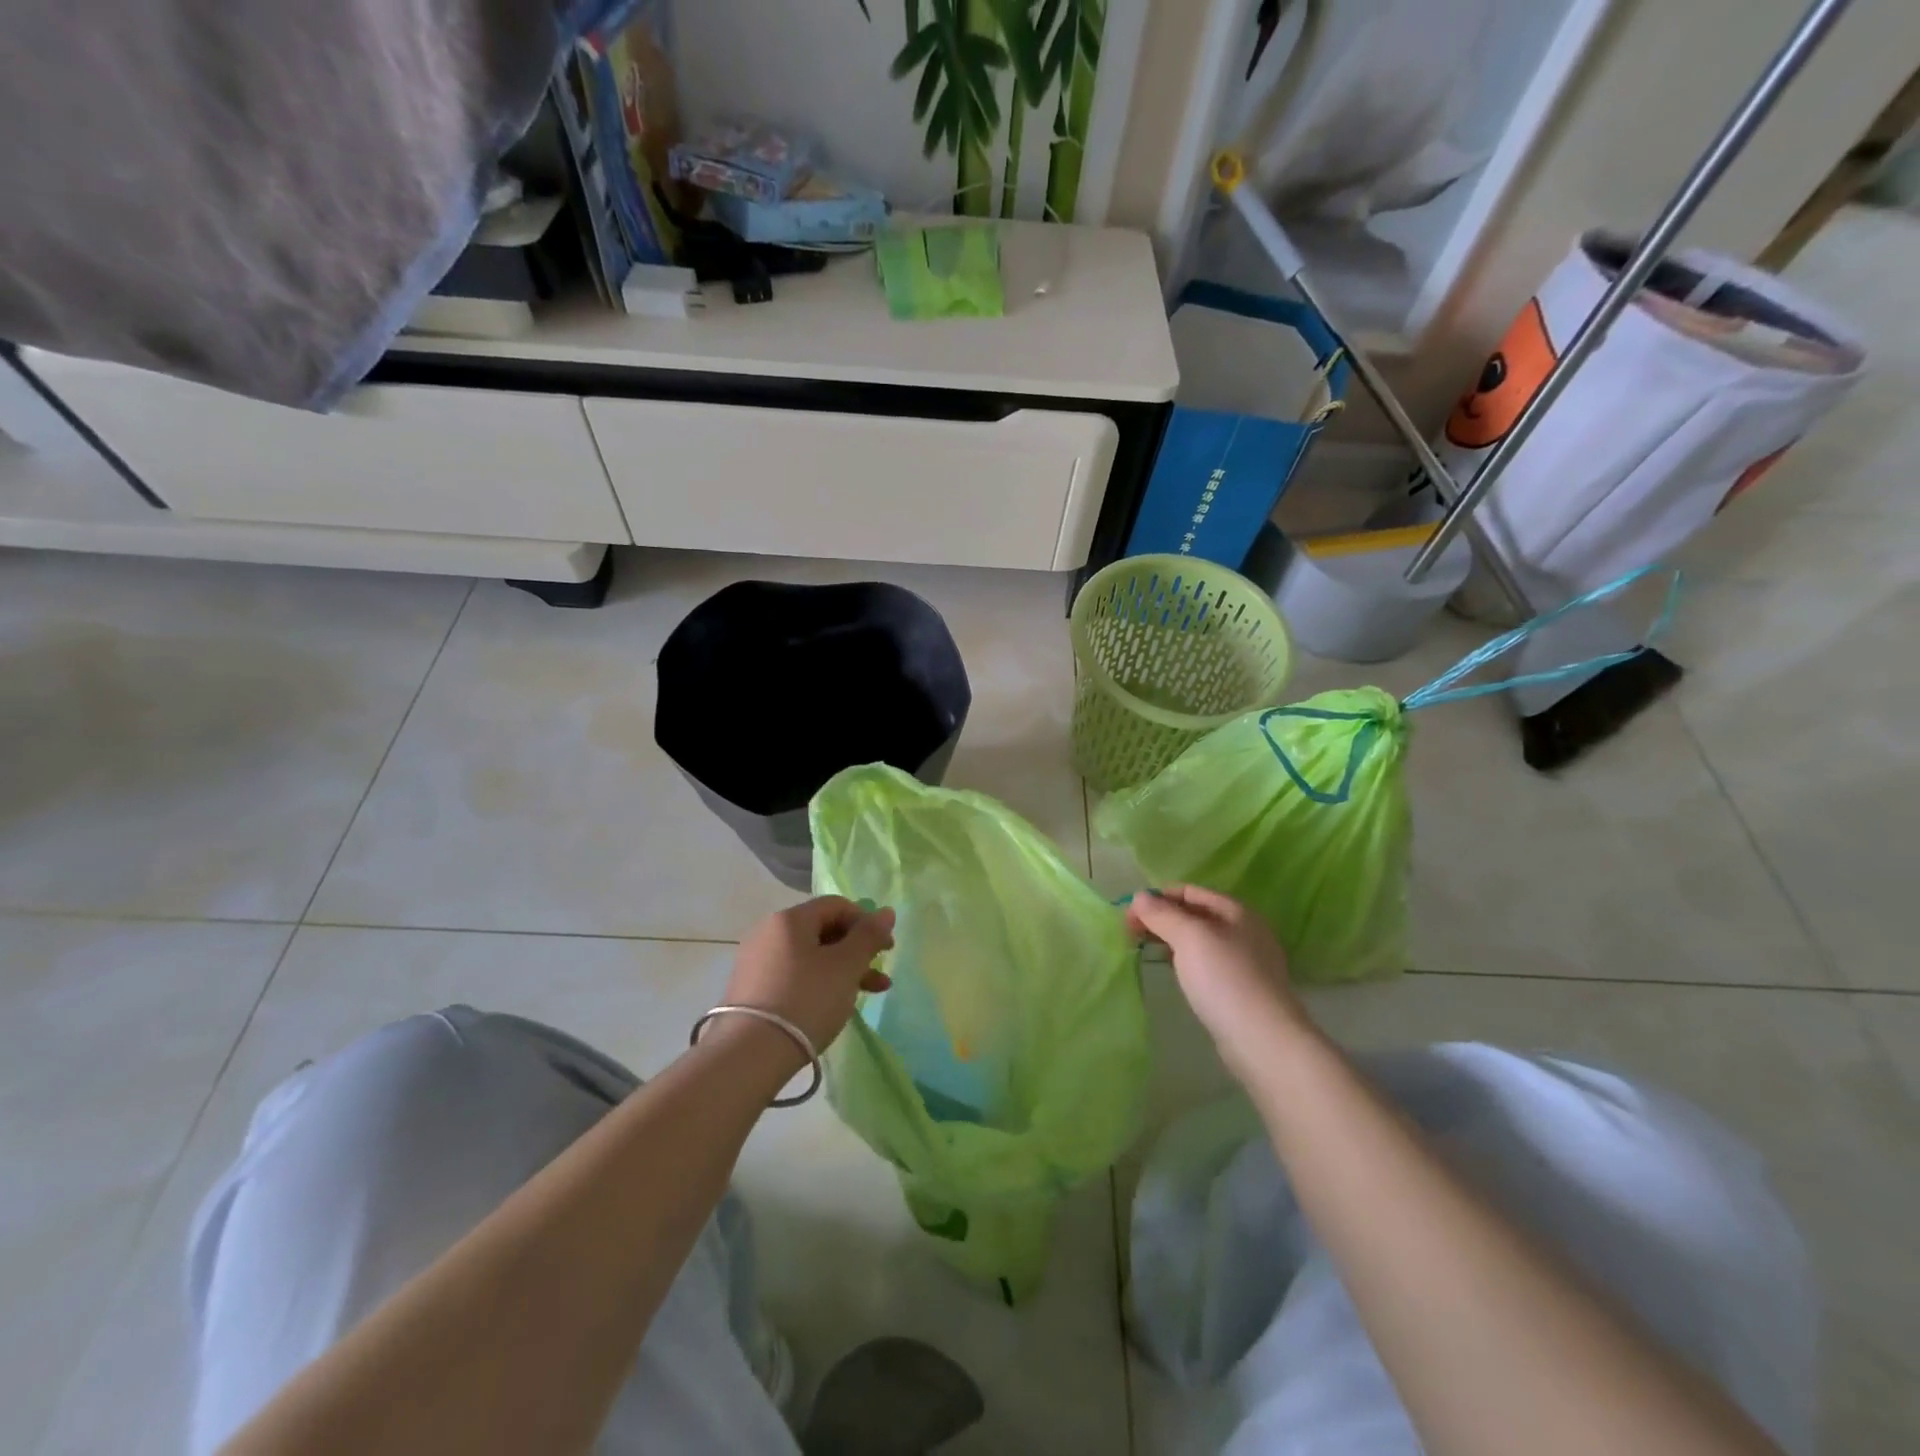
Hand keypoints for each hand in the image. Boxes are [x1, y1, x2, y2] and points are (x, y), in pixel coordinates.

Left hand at [718, 897, 896, 1067]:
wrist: (749, 1055)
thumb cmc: (805, 1000)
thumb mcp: (846, 966)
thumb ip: (869, 936)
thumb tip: (887, 911)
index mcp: (790, 919)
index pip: (836, 905)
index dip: (866, 922)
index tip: (886, 949)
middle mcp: (768, 932)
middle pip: (822, 931)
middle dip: (856, 951)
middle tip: (879, 976)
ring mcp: (756, 962)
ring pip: (810, 957)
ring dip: (842, 971)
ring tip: (867, 995)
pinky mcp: (751, 990)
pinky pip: (793, 976)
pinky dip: (818, 984)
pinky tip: (832, 1006)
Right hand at [1126, 886, 1312, 1080]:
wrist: (1263, 1040)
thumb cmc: (1225, 979)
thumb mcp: (1189, 937)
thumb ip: (1163, 914)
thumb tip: (1139, 896)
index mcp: (1236, 912)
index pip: (1189, 891)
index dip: (1157, 898)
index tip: (1129, 915)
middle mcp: (1244, 932)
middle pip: (1195, 914)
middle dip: (1161, 918)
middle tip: (1130, 933)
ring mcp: (1245, 962)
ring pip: (1199, 941)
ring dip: (1170, 940)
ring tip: (1145, 950)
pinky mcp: (1240, 990)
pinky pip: (1206, 964)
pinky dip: (1184, 961)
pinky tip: (1173, 973)